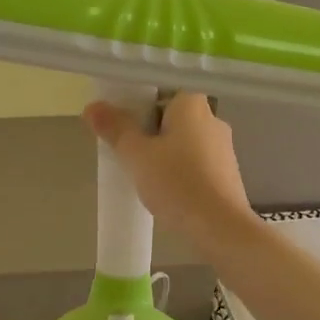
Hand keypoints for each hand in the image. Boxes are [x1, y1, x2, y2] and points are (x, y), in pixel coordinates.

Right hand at [83, 92, 258, 246]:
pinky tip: (167, 191)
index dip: (137, 106)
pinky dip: (179, 170)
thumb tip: (92, 106)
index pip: (160, 91)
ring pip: (183, 140)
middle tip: (127, 153)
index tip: (121, 126)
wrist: (220, 227)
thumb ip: (116, 128)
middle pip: (170, 116)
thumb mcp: (137, 155)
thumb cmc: (177, 183)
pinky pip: (195, 161)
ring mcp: (224, 146)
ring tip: (144, 176)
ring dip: (163, 153)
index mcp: (192, 103)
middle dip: (148, 132)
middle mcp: (212, 117)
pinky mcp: (228, 171)